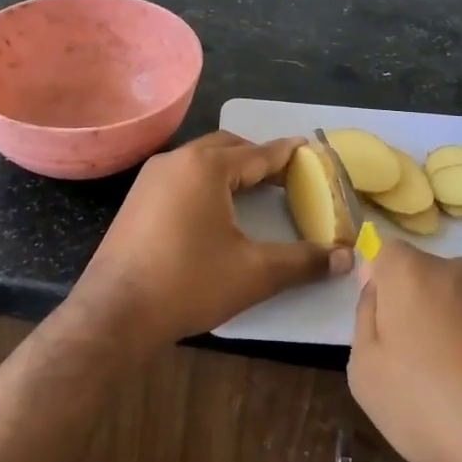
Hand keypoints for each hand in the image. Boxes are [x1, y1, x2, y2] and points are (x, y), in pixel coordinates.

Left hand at [72, 131, 349, 355]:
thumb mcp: (254, 273)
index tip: (312, 151)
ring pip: (202, 159)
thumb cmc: (188, 284)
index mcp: (206, 166)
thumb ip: (304, 261)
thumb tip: (347, 257)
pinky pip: (182, 175)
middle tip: (286, 178)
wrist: (113, 315)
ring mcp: (151, 177)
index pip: (260, 153)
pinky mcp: (137, 198)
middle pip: (229, 147)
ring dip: (231, 168)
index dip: (289, 154)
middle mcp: (177, 160)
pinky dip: (207, 181)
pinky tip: (216, 209)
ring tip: (255, 191)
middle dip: (259, 158)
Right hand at [348, 240, 461, 461]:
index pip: (387, 255)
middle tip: (425, 365)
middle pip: (430, 278)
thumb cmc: (433, 409)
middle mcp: (460, 269)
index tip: (388, 329)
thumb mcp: (367, 376)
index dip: (383, 288)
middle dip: (424, 309)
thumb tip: (377, 287)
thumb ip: (365, 319)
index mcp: (412, 274)